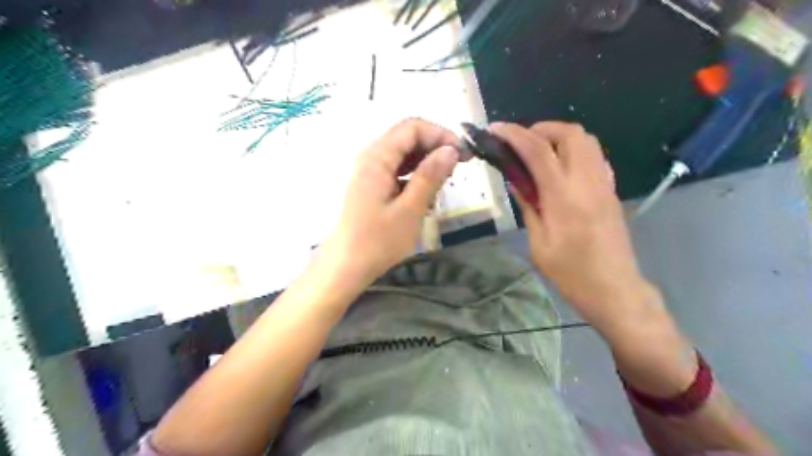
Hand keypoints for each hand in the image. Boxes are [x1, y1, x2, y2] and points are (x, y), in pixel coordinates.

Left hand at [315, 118, 455, 291]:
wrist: (345, 267)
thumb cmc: (377, 241)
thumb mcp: (410, 209)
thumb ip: (430, 176)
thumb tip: (451, 150)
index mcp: (377, 157)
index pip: (412, 127)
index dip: (441, 134)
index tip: (463, 154)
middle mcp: (371, 157)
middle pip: (408, 138)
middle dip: (435, 147)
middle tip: (459, 167)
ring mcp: (370, 172)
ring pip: (404, 155)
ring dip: (427, 163)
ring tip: (445, 184)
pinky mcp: (373, 186)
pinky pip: (398, 171)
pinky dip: (415, 177)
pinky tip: (426, 197)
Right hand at [491, 121, 655, 330]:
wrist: (614, 289)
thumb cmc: (571, 272)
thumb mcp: (538, 242)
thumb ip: (528, 205)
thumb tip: (515, 178)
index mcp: (564, 197)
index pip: (538, 151)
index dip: (514, 134)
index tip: (496, 129)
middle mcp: (587, 181)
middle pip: (569, 133)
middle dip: (540, 129)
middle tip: (520, 144)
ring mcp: (604, 183)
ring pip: (586, 140)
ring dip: (558, 136)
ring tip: (537, 153)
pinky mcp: (611, 189)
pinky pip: (594, 155)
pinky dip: (573, 149)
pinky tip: (559, 167)